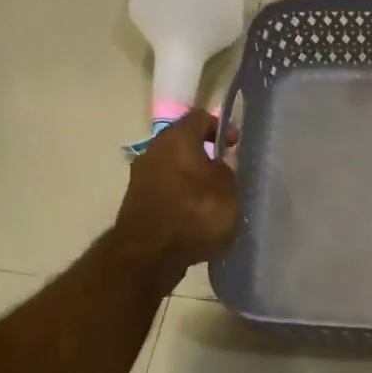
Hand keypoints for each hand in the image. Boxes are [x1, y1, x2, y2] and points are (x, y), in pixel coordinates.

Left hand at [114, 110, 240, 284]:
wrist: (148, 256)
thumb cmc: (194, 215)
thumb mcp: (228, 191)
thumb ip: (227, 171)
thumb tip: (218, 166)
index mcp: (177, 138)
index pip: (201, 117)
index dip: (222, 127)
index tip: (235, 145)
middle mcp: (154, 150)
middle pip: (183, 143)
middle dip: (205, 155)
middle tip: (226, 173)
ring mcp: (140, 176)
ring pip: (172, 167)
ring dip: (191, 178)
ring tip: (212, 199)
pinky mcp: (136, 202)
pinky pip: (164, 190)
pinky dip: (179, 197)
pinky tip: (194, 217)